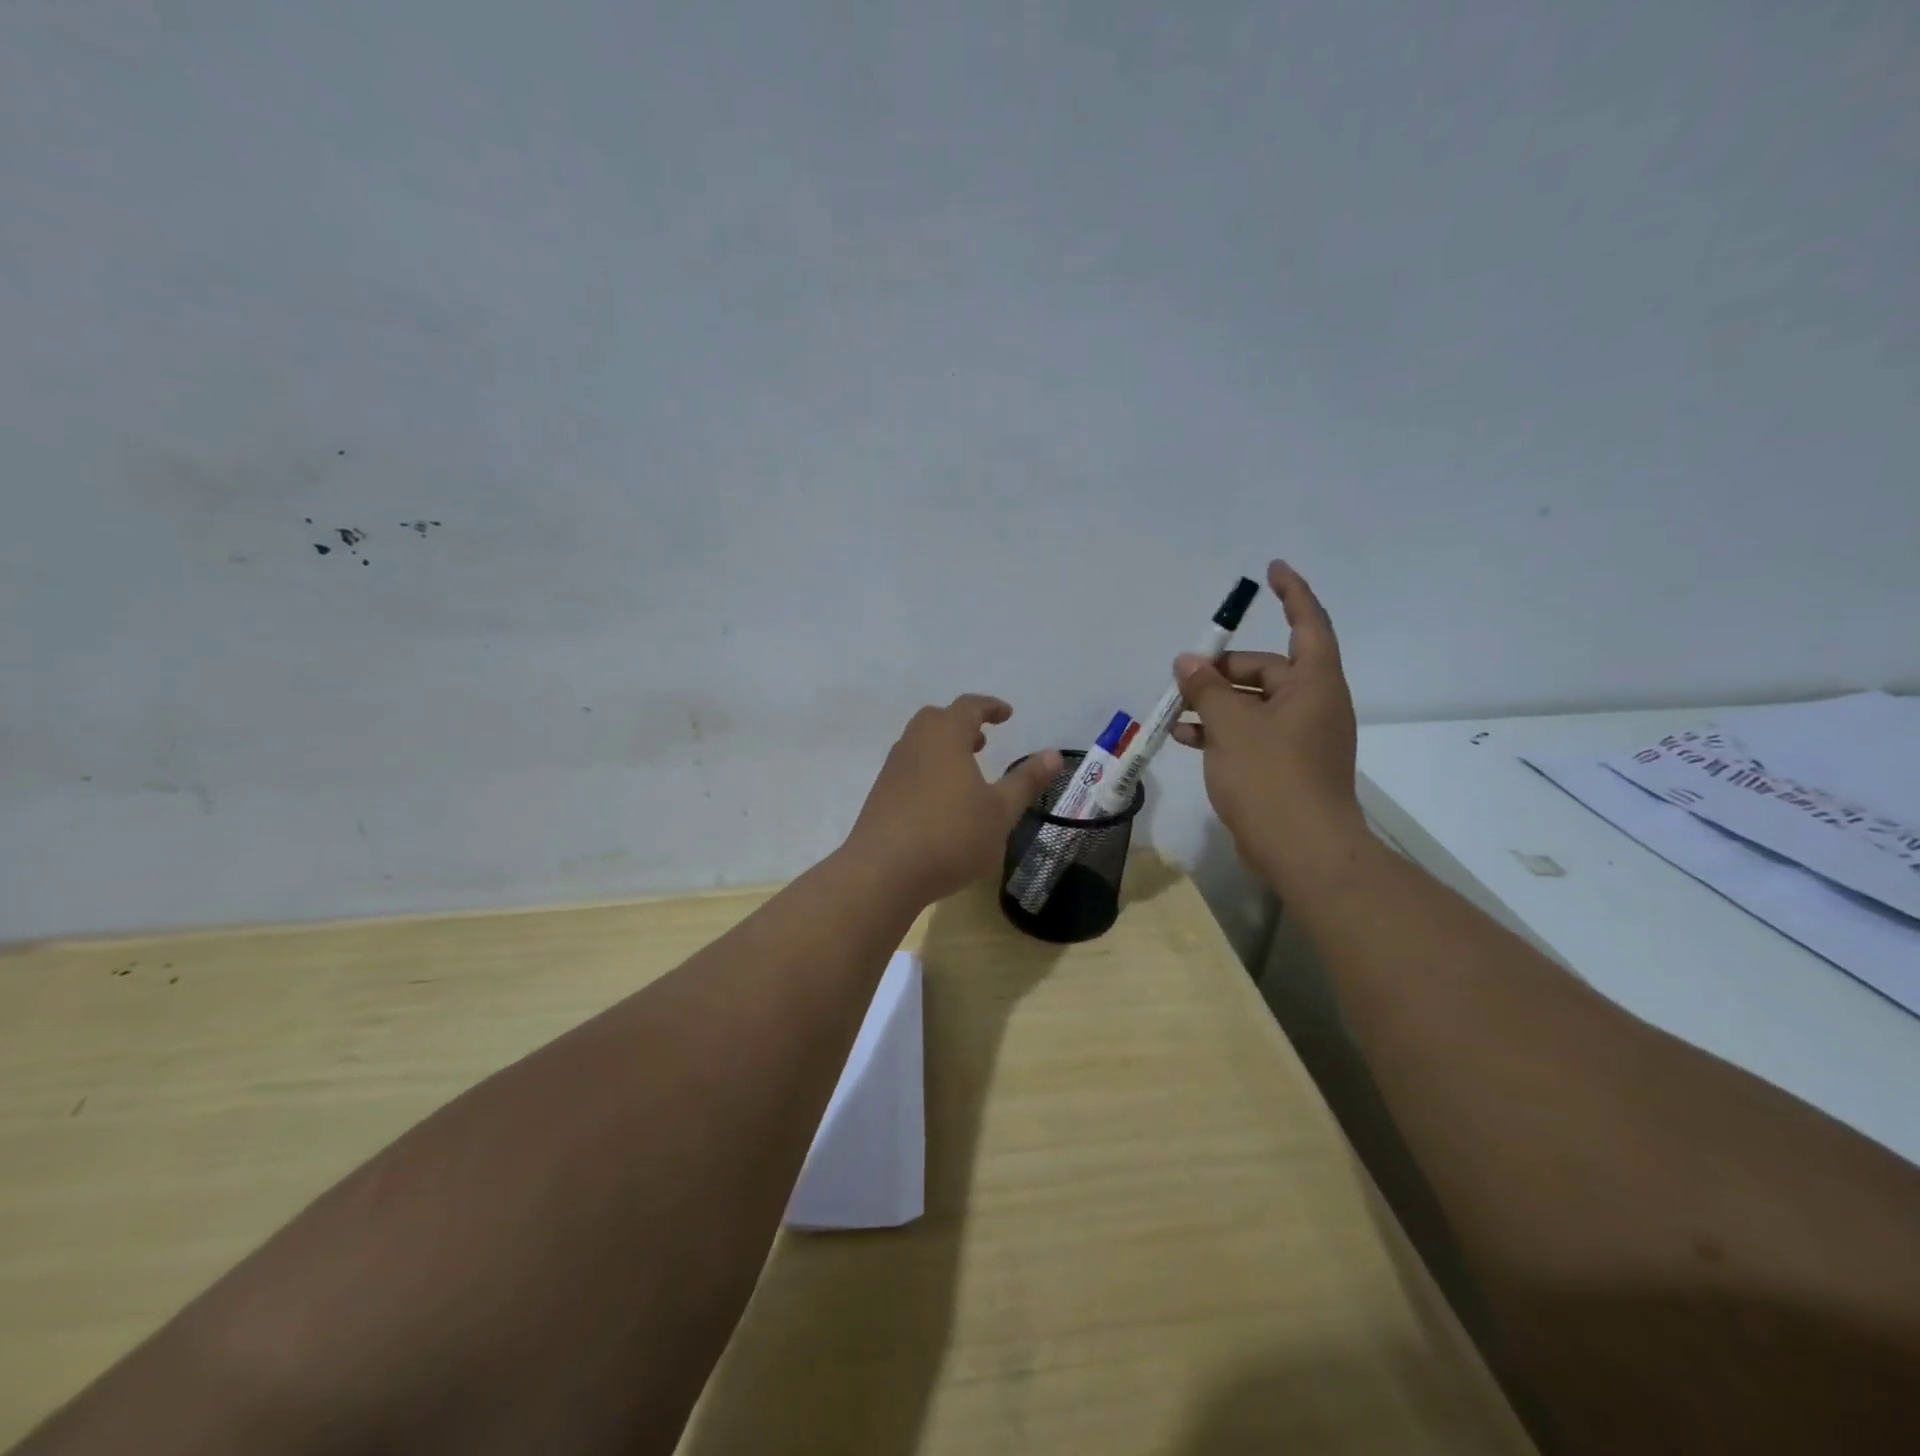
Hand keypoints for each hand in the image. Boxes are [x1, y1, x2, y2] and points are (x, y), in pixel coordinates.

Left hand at [846, 695, 1062, 904]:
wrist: (883, 872)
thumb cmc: (951, 836)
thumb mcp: (1000, 811)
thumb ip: (1025, 781)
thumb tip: (1053, 754)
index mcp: (945, 736)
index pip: (969, 706)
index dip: (990, 707)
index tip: (1007, 714)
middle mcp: (914, 743)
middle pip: (938, 719)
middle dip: (962, 725)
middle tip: (982, 742)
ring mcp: (892, 769)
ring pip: (920, 744)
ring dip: (944, 748)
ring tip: (965, 773)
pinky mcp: (880, 794)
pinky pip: (909, 768)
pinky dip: (928, 770)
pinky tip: (941, 802)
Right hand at [1170, 561, 1364, 883]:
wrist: (1301, 850)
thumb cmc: (1271, 776)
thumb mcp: (1231, 725)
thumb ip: (1207, 689)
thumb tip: (1188, 663)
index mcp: (1314, 684)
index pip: (1307, 623)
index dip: (1292, 593)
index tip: (1272, 570)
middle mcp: (1313, 704)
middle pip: (1267, 669)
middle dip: (1223, 669)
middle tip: (1183, 676)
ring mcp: (1300, 737)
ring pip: (1253, 704)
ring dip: (1215, 702)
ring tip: (1175, 709)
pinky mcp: (1285, 765)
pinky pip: (1250, 733)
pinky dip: (1221, 731)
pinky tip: (1184, 737)